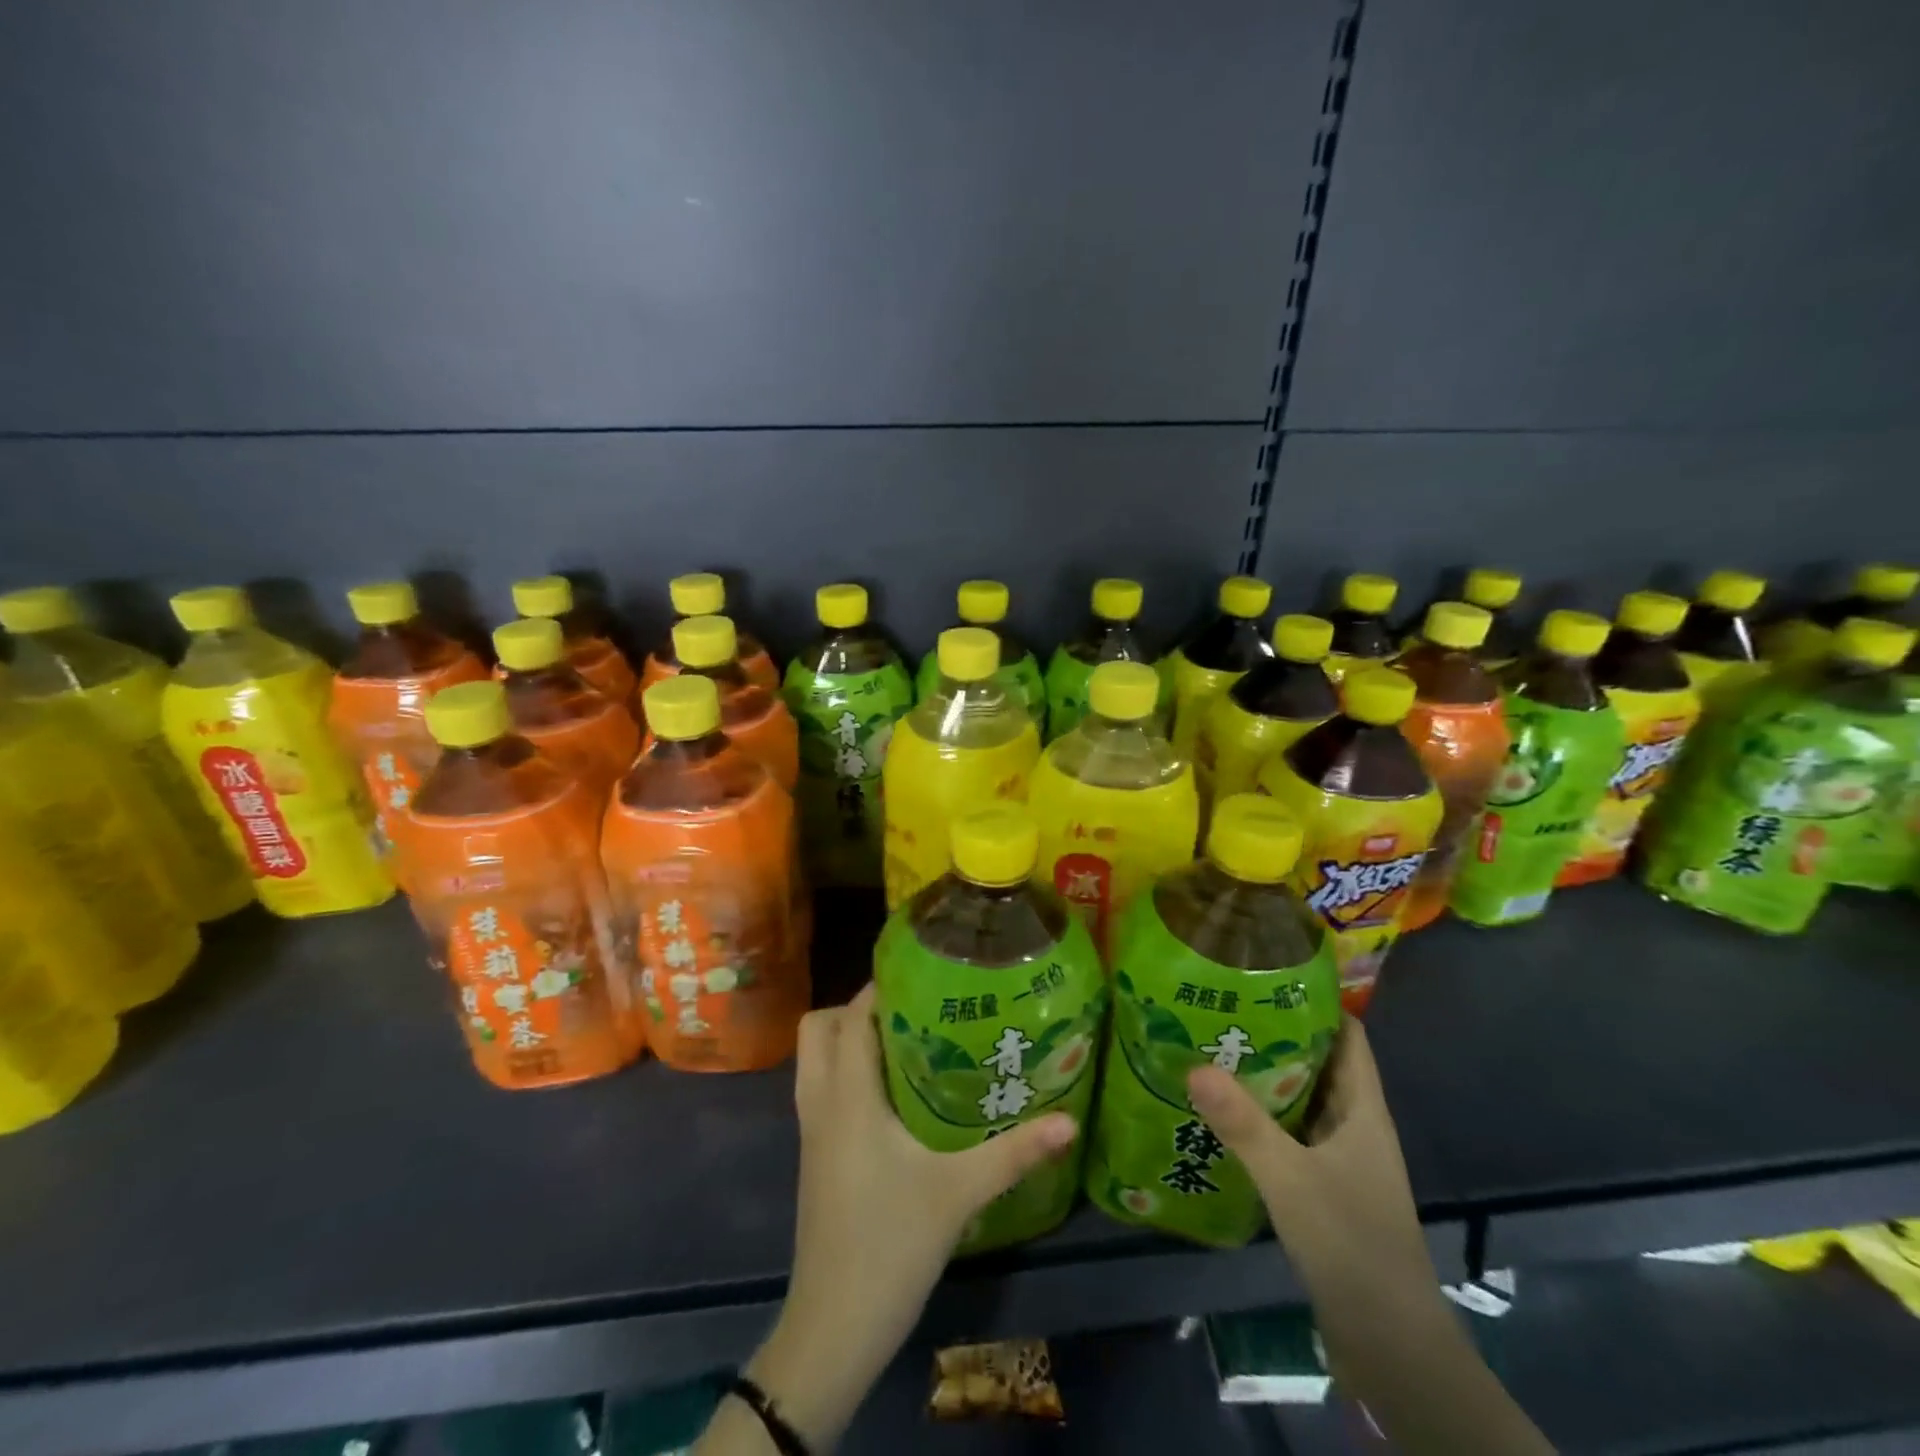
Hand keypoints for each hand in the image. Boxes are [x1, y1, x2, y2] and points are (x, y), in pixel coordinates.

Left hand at [724, 985, 1076, 1451]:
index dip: (881, 986)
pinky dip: (844, 1070)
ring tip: (905, 1042)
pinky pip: (819, 1087)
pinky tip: (892, 1094)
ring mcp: (811, 1130)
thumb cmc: (891, 1245)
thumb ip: (1014, 1152)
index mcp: (848, 1095)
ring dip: (848, 1038)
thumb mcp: (960, 1193)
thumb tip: (1069, 1120)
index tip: (924, 973)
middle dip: (859, 1008)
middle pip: (820, 1027)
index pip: (853, 1015)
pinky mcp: (814, 1154)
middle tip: (913, 1010)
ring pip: (814, 1057)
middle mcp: (821, 1101)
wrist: (835, 1326)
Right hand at [1187, 1019, 1438, 1329]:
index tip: (1268, 973)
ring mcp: (1341, 1161)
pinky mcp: (1324, 1190)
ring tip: (1211, 1049)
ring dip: (1264, 1078)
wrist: (1391, 1347)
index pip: (1348, 1037)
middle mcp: (1355, 1127)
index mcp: (1363, 1112)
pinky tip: (1222, 1115)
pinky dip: (1262, 1119)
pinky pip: (1290, 1136)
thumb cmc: (1352, 1245)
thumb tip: (1193, 1064)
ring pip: (1301, 1101)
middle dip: (1276, 1034)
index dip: (1317, 1002)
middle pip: (1319, 1064)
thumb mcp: (1291, 1179)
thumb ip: (1243, 1123)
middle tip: (1221, 1007)